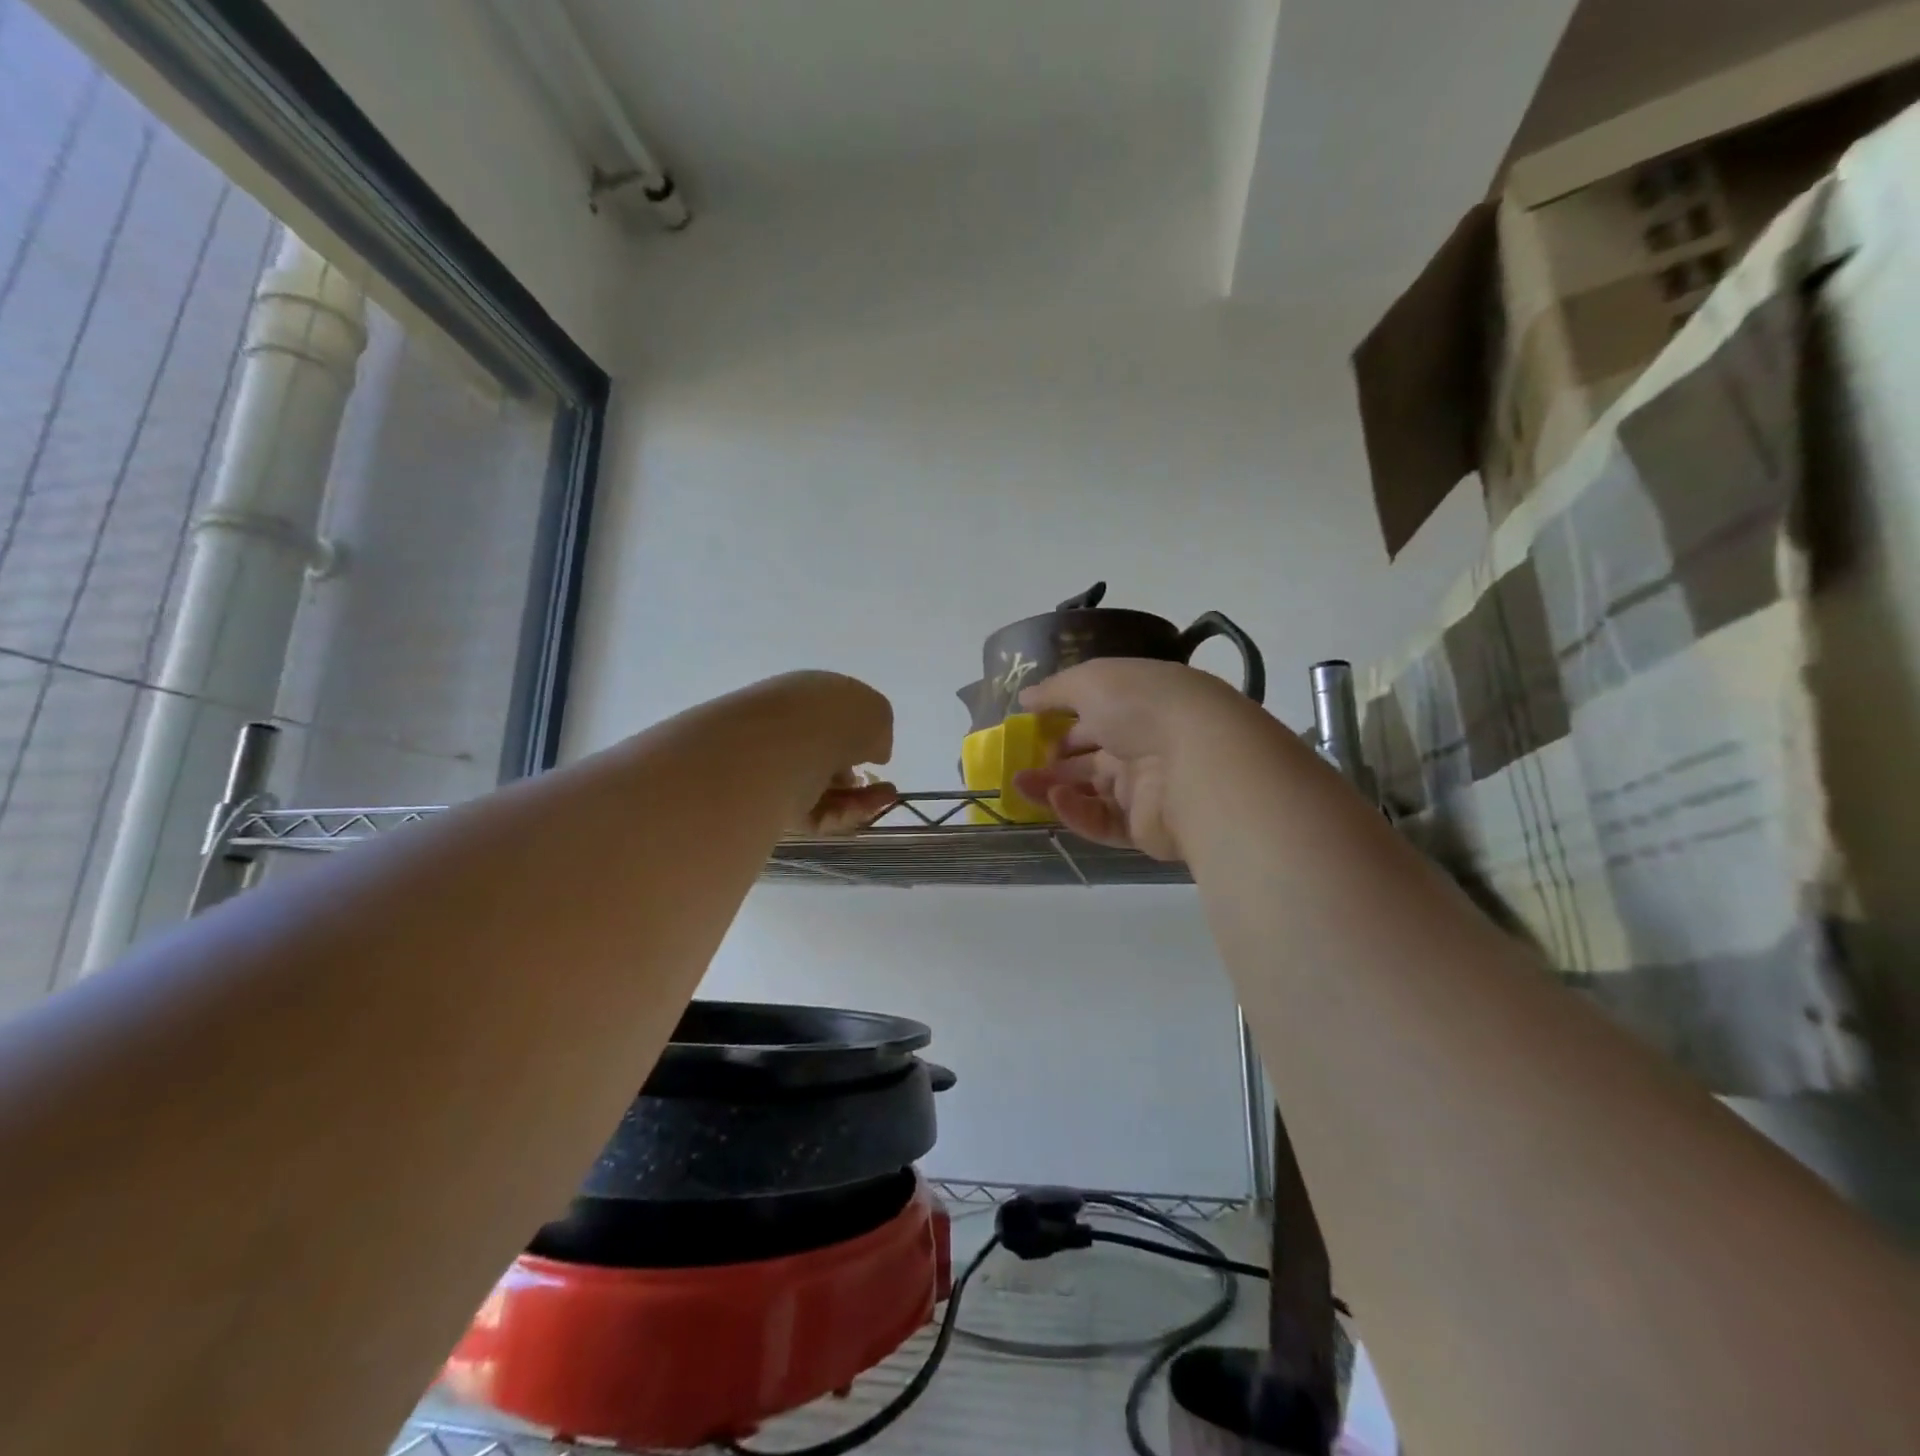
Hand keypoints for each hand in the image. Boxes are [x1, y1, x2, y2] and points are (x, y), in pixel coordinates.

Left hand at [741, 672, 896, 834]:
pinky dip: (840, 814)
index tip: (879, 756)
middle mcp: (788, 725)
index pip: (835, 716)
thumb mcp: (877, 713)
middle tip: (882, 787)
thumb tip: (873, 751)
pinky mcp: (768, 802)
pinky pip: (811, 812)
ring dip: (858, 798)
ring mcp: (774, 765)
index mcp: (809, 692)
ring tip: (882, 801)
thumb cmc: (834, 719)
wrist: (782, 747)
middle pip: (828, 756)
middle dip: (858, 775)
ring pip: (823, 788)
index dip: (862, 737)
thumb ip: (878, 732)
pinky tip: (860, 812)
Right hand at [1010, 658, 1269, 860]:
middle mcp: (1145, 743)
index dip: (1062, 718)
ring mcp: (1147, 787)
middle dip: (1052, 759)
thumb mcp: (1091, 680)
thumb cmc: (1141, 706)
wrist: (1198, 760)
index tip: (1030, 725)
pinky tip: (1057, 800)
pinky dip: (1077, 812)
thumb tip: (1025, 695)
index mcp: (1139, 703)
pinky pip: (1103, 821)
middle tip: (1018, 763)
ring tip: (1019, 785)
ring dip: (1053, 788)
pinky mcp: (1145, 827)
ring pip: (1091, 791)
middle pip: (1091, 755)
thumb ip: (1055, 690)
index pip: (1096, 712)